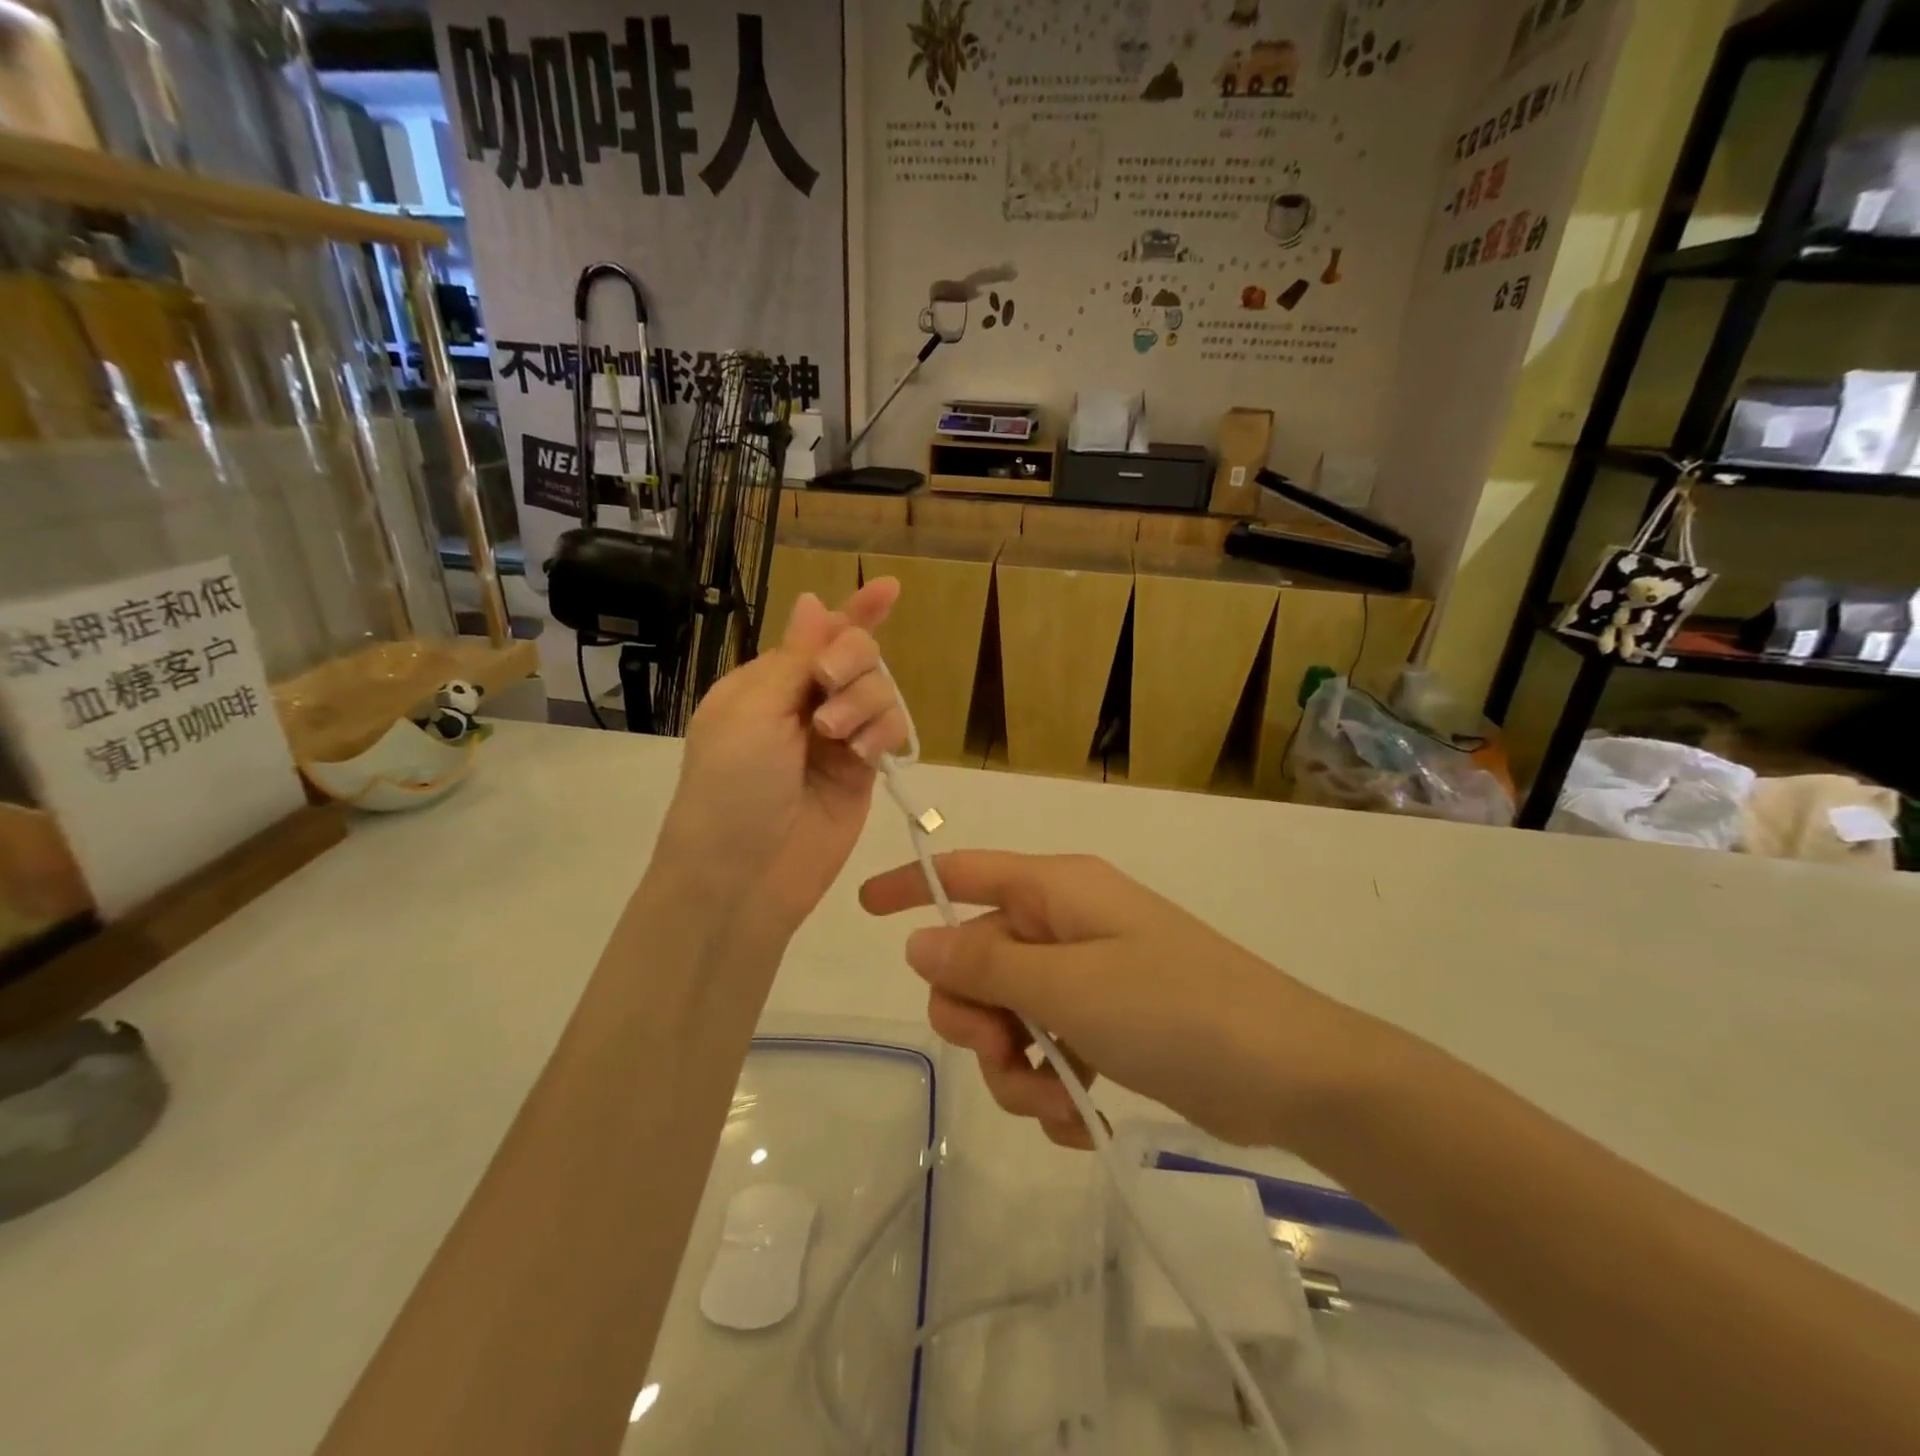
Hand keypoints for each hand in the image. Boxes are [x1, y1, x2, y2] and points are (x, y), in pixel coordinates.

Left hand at [657, 581, 910, 936]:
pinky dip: (884, 733)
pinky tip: (864, 756)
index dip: (854, 610)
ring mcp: (837, 739)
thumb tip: (812, 600)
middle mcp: (805, 704)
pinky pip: (891, 731)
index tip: (889, 589)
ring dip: (865, 702)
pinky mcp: (863, 772)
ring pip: (880, 691)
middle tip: (829, 684)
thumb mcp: (753, 711)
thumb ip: (795, 657)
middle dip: (852, 660)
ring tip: (838, 738)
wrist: (743, 876)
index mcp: (767, 683)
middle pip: (856, 655)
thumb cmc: (731, 786)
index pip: (818, 634)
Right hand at [860, 851, 1361, 1149]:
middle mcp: (1068, 926)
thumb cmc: (1175, 1008)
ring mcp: (1090, 977)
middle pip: (980, 959)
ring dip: (1016, 1066)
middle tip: (1003, 1052)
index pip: (966, 872)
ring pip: (1011, 1016)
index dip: (912, 887)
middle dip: (976, 1016)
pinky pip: (1049, 1048)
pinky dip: (1051, 1085)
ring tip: (1055, 1098)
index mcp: (1058, 892)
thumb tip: (920, 944)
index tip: (864, 911)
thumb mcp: (1069, 986)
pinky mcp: (1110, 1025)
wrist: (1287, 1073)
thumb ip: (987, 965)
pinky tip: (1076, 1115)